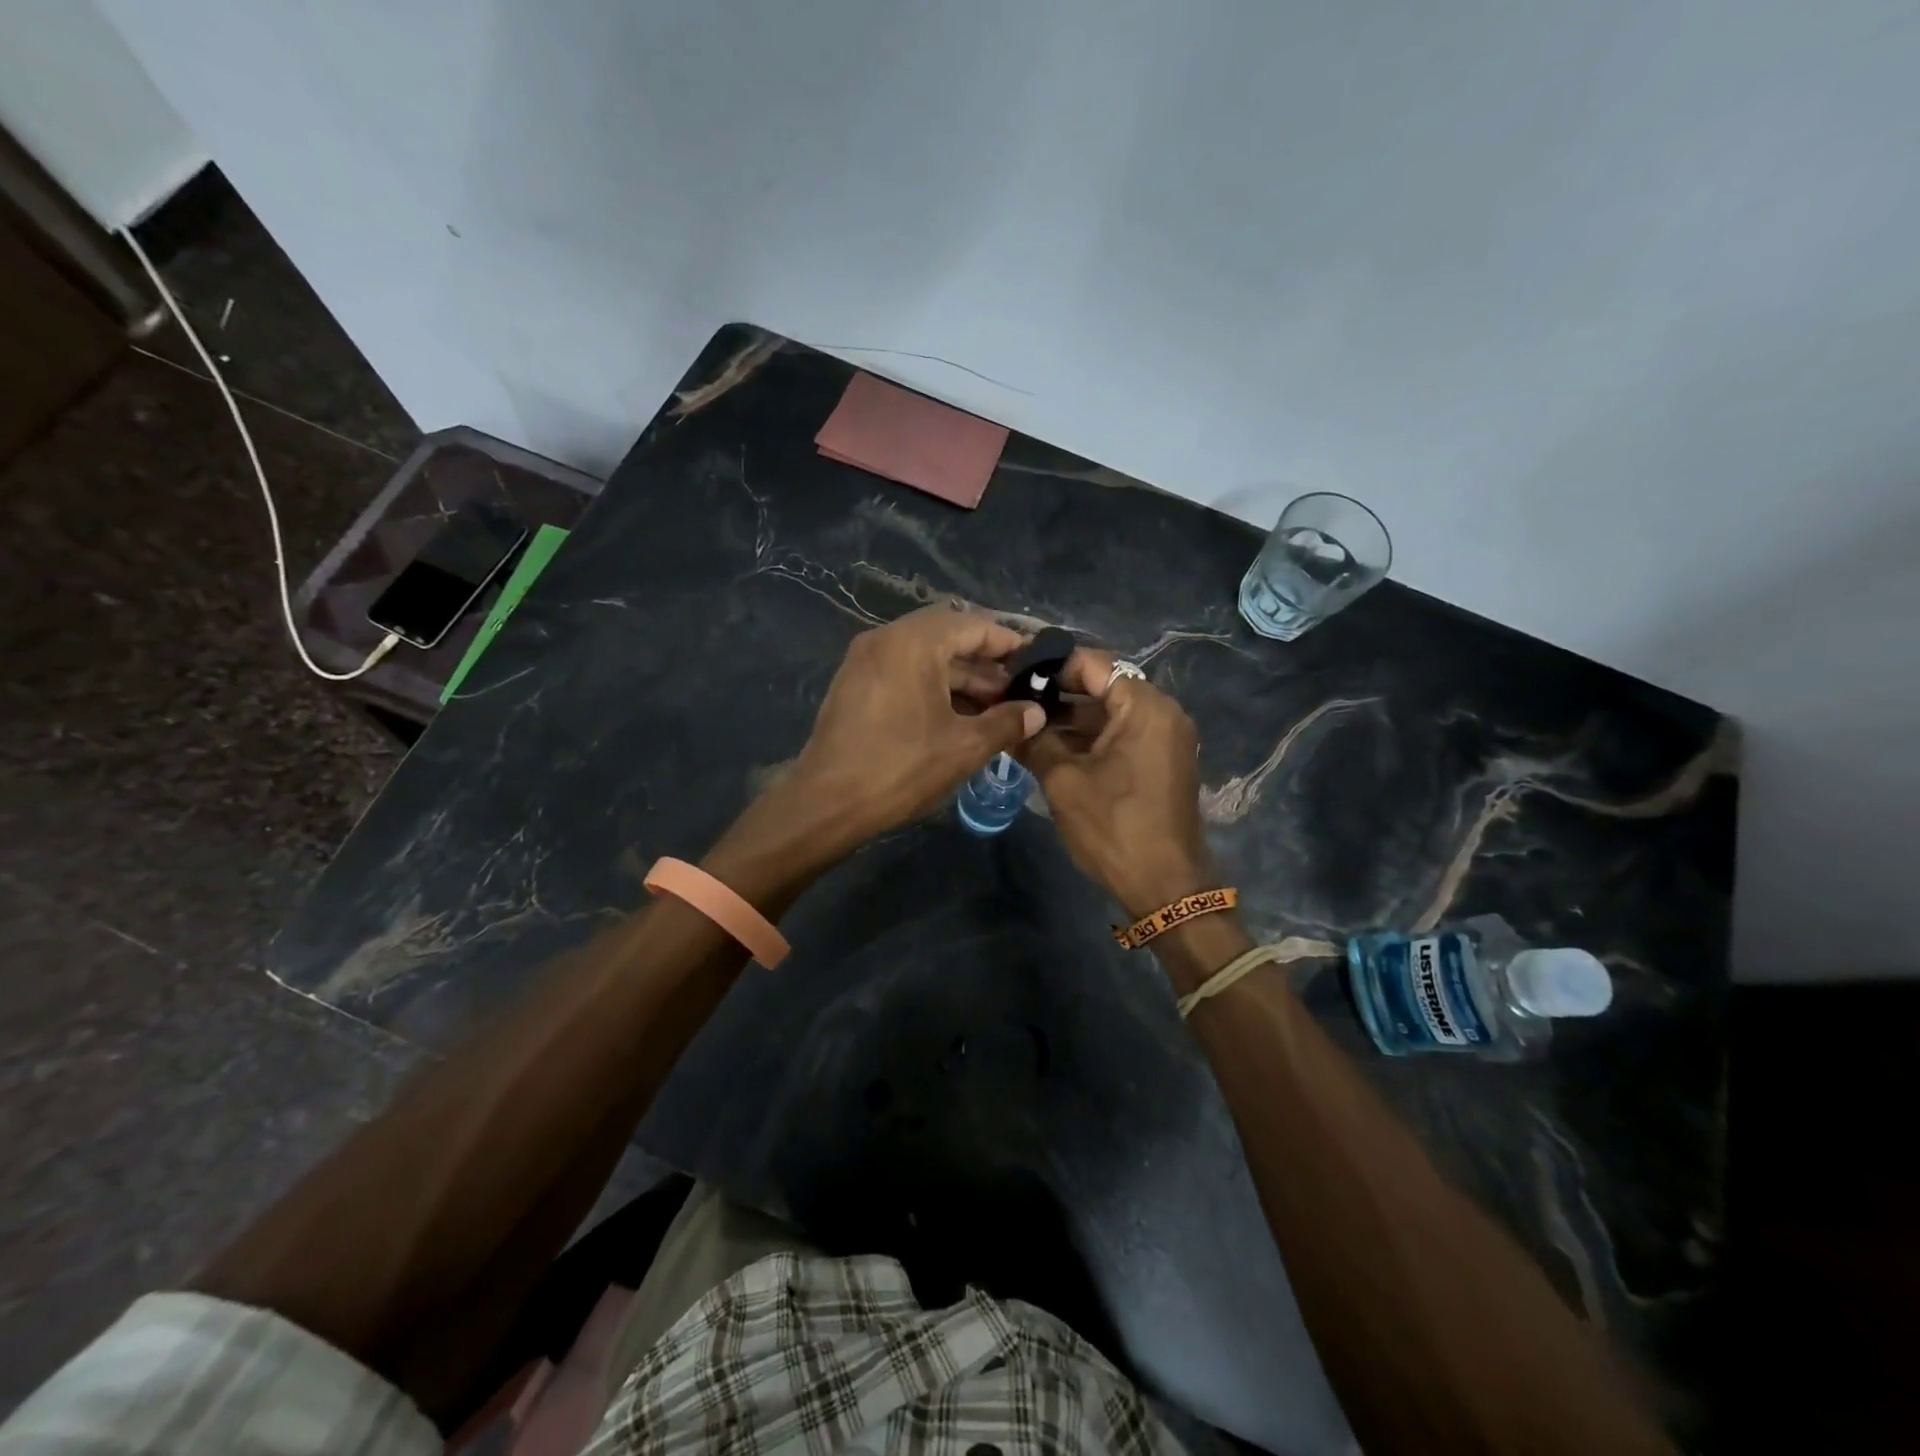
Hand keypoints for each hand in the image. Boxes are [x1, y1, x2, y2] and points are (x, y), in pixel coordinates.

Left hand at [782, 605, 1045, 850]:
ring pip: (924, 655)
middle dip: (985, 661)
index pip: (973, 625)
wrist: (826, 803)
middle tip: (1017, 689)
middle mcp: (885, 638)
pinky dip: (932, 685)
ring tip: (994, 708)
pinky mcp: (854, 683)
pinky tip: (957, 715)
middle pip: (947, 635)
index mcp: (913, 642)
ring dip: (960, 676)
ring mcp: (864, 659)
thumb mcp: (964, 747)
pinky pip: (903, 670)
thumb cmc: (900, 768)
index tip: (1037, 662)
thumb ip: (1006, 723)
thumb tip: (1036, 712)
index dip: (1009, 643)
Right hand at [1021, 648, 1214, 919]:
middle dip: (1057, 693)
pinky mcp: (1161, 760)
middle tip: (1012, 700)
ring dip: (1070, 719)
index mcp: (1144, 707)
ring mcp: (1165, 737)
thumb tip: (1011, 717)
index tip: (1012, 675)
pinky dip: (1089, 738)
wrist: (1165, 886)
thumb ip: (1036, 741)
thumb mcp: (1064, 781)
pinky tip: (1050, 748)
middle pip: (1102, 685)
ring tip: (1024, 725)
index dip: (1050, 666)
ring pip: (1109, 712)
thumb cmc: (1114, 828)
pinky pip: (1121, 734)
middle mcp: (1162, 712)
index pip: (1092, 664)